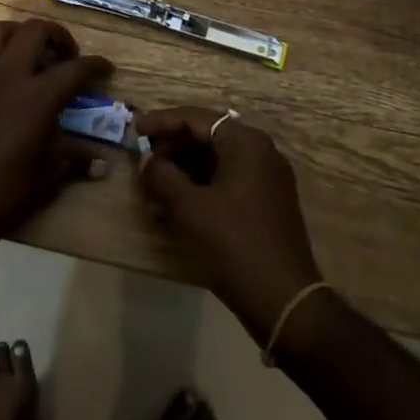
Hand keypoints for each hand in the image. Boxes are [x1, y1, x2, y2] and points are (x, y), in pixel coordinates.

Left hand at [0, 19, 111, 264]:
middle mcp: (7, 74)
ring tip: (29, 54)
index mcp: (37, 97)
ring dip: (19, 35)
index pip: (75, 69)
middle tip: (66, 56)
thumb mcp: (43, 180)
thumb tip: (102, 164)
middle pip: (36, 31)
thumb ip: (73, 161)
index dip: (96, 66)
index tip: (106, 70)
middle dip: (58, 36)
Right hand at [136, 107, 323, 341]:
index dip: (162, 122)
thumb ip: (162, 176)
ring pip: (218, 158)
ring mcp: (268, 177)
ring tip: (155, 178)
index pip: (196, 118)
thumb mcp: (189, 208)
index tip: (134, 129)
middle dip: (173, 144)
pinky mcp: (268, 201)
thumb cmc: (234, 245)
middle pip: (208, 135)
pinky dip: (202, 182)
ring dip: (185, 165)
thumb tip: (148, 160)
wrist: (284, 300)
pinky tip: (178, 198)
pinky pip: (229, 177)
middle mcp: (261, 152)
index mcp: (246, 143)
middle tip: (143, 156)